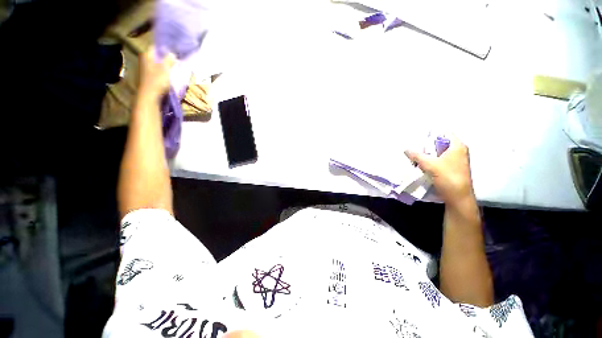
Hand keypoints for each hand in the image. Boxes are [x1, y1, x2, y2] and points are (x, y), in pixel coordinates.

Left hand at [137, 47, 175, 99]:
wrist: (149, 96)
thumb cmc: (157, 81)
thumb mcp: (165, 69)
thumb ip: (169, 60)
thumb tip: (172, 53)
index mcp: (147, 56)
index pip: (155, 47)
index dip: (164, 48)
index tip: (173, 51)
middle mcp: (145, 61)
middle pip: (156, 56)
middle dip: (165, 57)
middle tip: (175, 60)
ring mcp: (146, 69)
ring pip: (157, 64)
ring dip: (165, 65)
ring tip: (174, 67)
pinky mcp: (149, 77)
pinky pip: (157, 71)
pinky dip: (163, 71)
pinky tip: (169, 75)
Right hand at [404, 135, 474, 207]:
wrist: (458, 197)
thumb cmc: (448, 177)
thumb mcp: (430, 165)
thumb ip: (417, 155)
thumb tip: (406, 148)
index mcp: (457, 146)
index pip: (444, 132)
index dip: (431, 133)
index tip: (417, 136)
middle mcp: (458, 150)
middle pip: (440, 142)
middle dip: (426, 145)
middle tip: (413, 146)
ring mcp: (455, 160)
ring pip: (438, 152)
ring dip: (427, 154)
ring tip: (414, 155)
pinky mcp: (451, 168)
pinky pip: (438, 160)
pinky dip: (430, 160)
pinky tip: (420, 163)